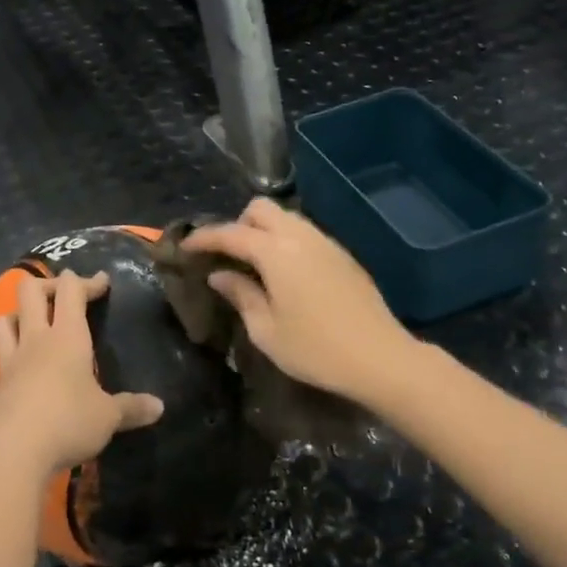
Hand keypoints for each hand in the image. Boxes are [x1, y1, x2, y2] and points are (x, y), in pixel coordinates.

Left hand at [0, 269, 163, 480]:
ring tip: (28, 327)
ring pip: (2, 324)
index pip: (71, 292)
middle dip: (46, 285)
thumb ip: (131, 407)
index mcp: (67, 338)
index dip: (86, 281)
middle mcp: (34, 342)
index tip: (101, 282)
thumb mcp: (109, 417)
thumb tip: (160, 407)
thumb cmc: (69, 422)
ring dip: (14, 318)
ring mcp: (8, 366)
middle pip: (29, 292)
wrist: (15, 452)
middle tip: (62, 295)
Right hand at [183, 199, 413, 405]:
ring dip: (264, 231)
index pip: (231, 233)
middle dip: (238, 224)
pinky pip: (305, 233)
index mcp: (276, 253)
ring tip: (254, 264)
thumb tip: (220, 275)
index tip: (185, 247)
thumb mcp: (266, 330)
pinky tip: (285, 273)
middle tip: (228, 255)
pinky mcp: (342, 255)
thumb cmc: (316, 350)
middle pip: (261, 208)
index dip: (204, 238)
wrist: (381, 358)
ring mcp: (326, 243)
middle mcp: (300, 237)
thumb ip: (241, 295)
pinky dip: (286, 241)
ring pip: (286, 217)